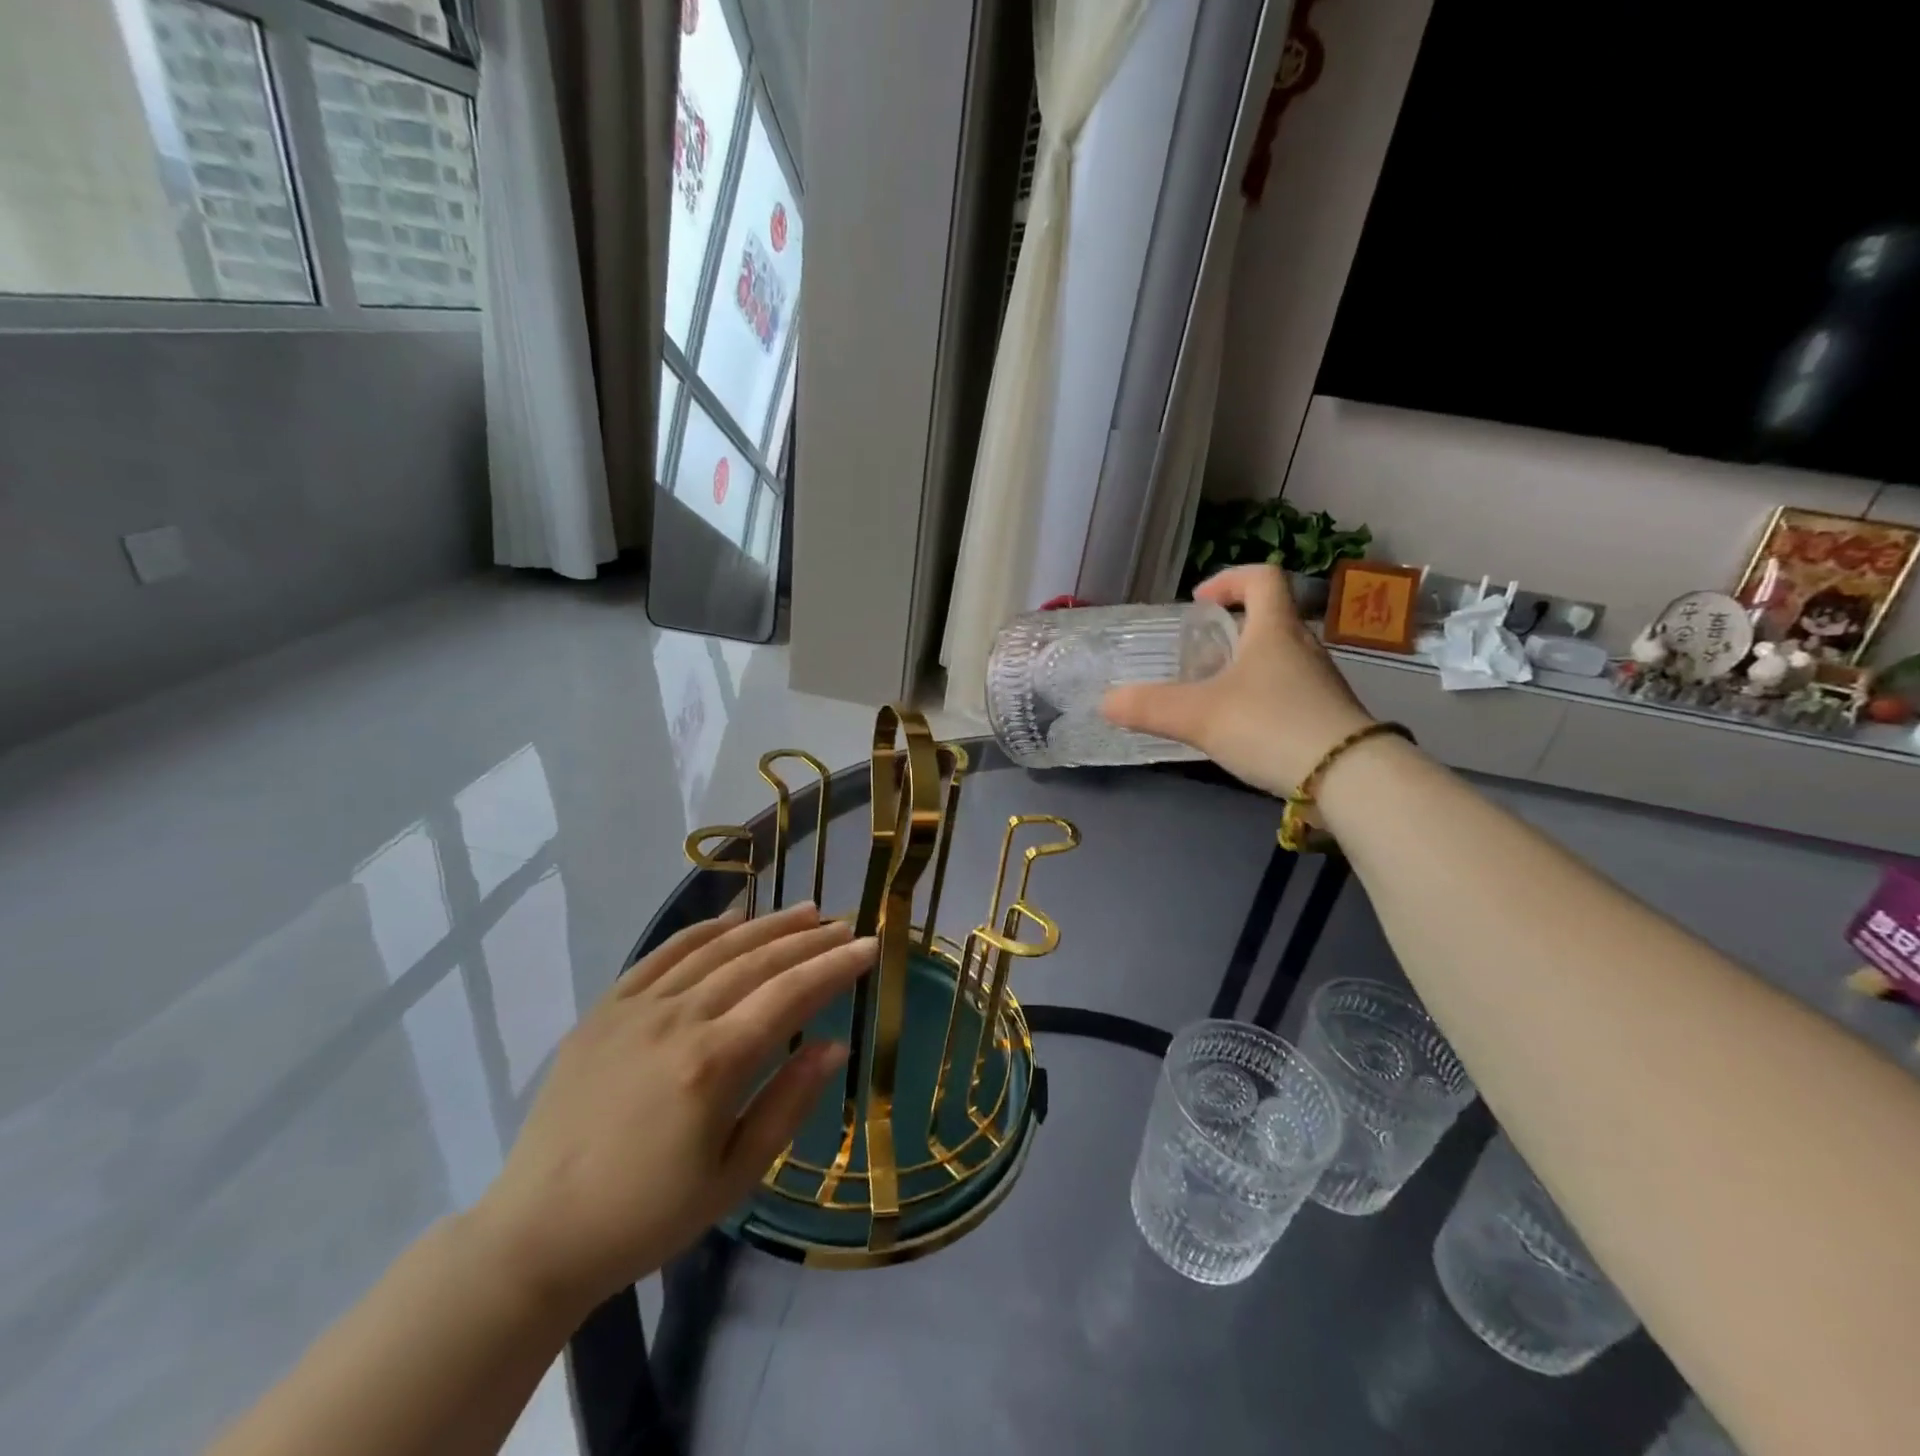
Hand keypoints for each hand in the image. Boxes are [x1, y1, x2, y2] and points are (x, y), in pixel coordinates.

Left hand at [469, 903, 874, 1312]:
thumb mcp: (734, 1177)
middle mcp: (677, 1019)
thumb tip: (832, 1045)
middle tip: (846, 924)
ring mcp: (636, 1008)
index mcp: (712, 1063)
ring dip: (766, 926)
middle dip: (809, 940)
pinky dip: (703, 931)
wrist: (537, 1234)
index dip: (835, 967)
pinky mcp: (605, 1009)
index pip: (790, 995)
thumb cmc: (647, 1216)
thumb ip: (788, 1104)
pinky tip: (732, 920)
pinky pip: (662, 954)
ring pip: (715, 949)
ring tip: (806, 911)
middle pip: (758, 962)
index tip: (870, 946)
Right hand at [1101, 565, 1373, 796]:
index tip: (1199, 603)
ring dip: (1243, 666)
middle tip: (1195, 655)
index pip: (1262, 577)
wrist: (1348, 778)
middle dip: (1229, 630)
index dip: (1228, 579)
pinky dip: (1259, 698)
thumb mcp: (1199, 716)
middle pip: (1268, 619)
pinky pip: (1286, 692)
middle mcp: (1302, 647)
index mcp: (1275, 629)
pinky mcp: (1326, 715)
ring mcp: (1319, 682)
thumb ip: (1149, 707)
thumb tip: (1106, 702)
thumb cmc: (1270, 726)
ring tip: (1210, 695)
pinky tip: (1238, 730)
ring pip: (1276, 658)